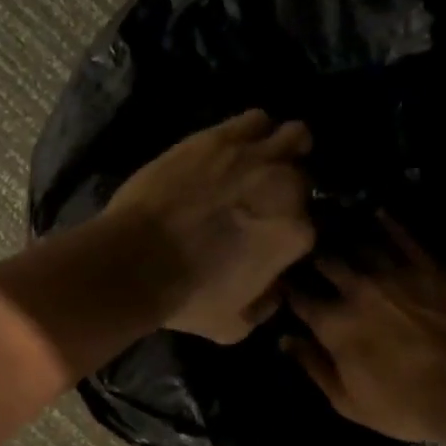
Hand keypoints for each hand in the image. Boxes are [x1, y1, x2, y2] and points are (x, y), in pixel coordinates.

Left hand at [105, 110, 313, 342]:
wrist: (135, 260)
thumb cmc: (186, 297)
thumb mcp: (234, 326)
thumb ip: (265, 307)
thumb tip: (275, 290)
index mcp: (296, 233)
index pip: (311, 226)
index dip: (291, 232)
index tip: (273, 237)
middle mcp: (286, 187)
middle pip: (303, 178)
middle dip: (290, 188)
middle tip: (264, 199)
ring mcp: (253, 156)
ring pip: (293, 136)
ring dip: (285, 147)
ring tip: (265, 159)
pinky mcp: (218, 137)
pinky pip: (255, 119)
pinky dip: (254, 130)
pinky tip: (239, 143)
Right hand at [283, 216, 445, 441]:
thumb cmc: (408, 406)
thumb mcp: (349, 402)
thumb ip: (314, 367)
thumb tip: (286, 341)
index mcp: (334, 325)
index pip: (300, 299)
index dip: (287, 290)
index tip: (280, 283)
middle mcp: (357, 290)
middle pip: (326, 263)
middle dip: (313, 257)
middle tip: (306, 250)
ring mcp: (394, 274)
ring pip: (360, 245)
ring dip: (344, 237)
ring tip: (335, 227)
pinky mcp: (429, 268)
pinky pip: (404, 238)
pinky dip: (389, 224)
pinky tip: (379, 213)